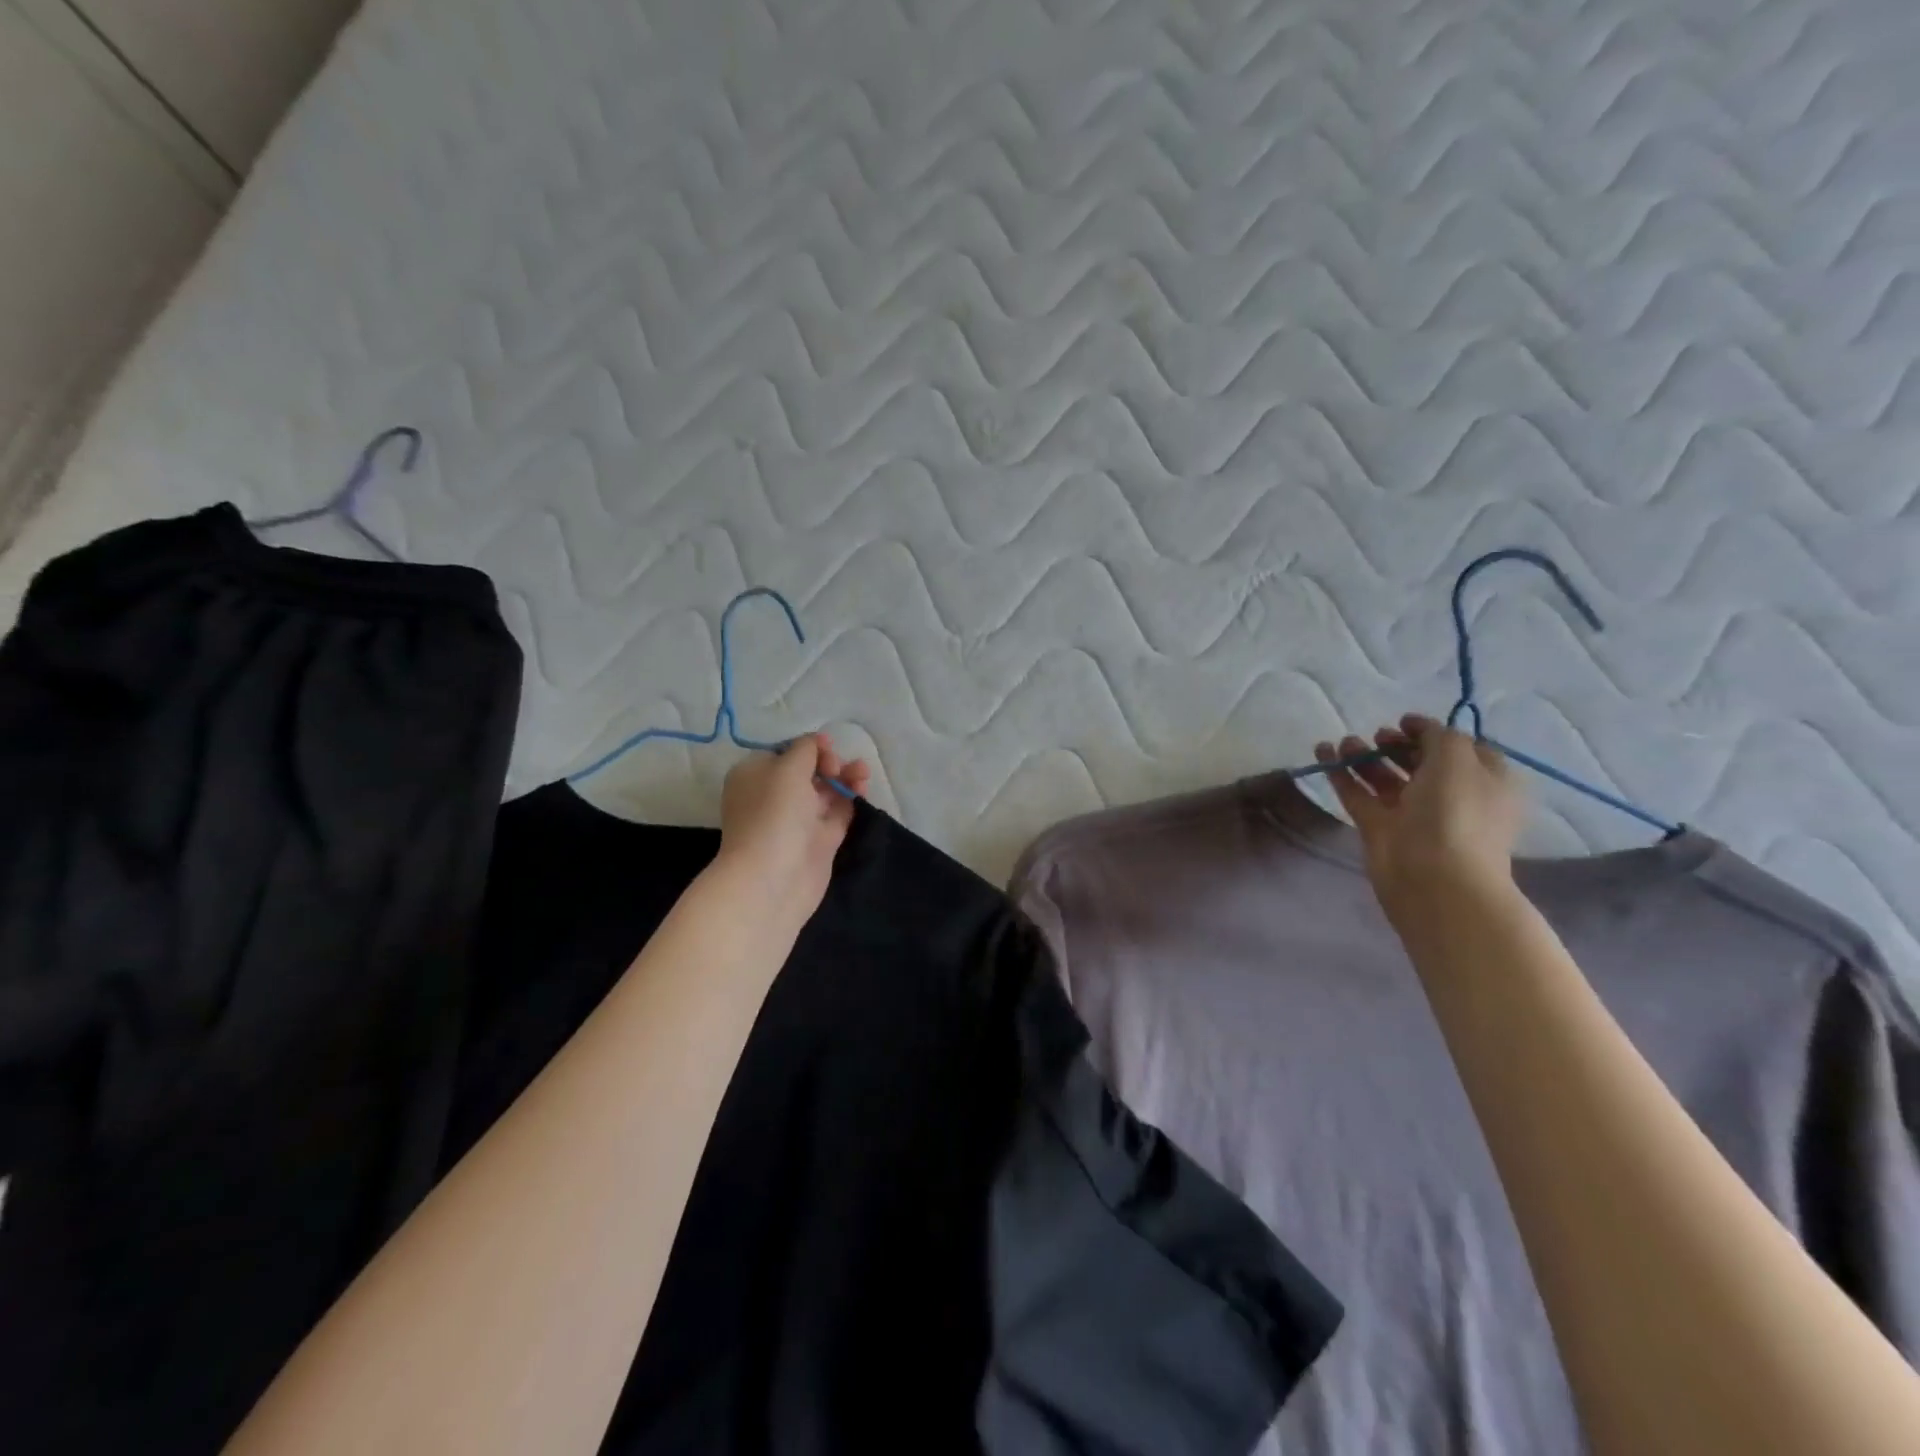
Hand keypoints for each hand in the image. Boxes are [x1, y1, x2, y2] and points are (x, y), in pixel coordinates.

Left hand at [714, 734, 869, 934]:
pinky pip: (838, 812)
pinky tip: (863, 788)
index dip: (809, 746)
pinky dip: (851, 798)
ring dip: (845, 777)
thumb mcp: (787, 768)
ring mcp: (798, 820)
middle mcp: (774, 796)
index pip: (785, 752)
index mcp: (754, 775)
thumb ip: (806, 749)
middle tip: (837, 768)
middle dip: (829, 762)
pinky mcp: (819, 840)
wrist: (773, 879)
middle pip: (809, 770)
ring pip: (827, 791)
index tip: (826, 748)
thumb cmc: (773, 815)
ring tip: (863, 772)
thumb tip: (817, 742)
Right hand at [1314, 715, 1524, 921]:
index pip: (1461, 749)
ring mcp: (1413, 814)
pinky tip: (1323, 751)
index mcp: (1484, 781)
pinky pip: (1358, 793)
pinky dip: (1341, 773)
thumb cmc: (1457, 812)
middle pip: (1420, 763)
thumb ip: (1438, 735)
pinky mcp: (1379, 828)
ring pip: (1385, 778)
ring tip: (1344, 742)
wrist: (1435, 877)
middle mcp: (1451, 796)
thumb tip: (1419, 728)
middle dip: (1396, 744)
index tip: (1404, 722)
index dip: (1432, 732)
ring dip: (1365, 756)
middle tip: (1378, 734)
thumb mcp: (1458, 758)